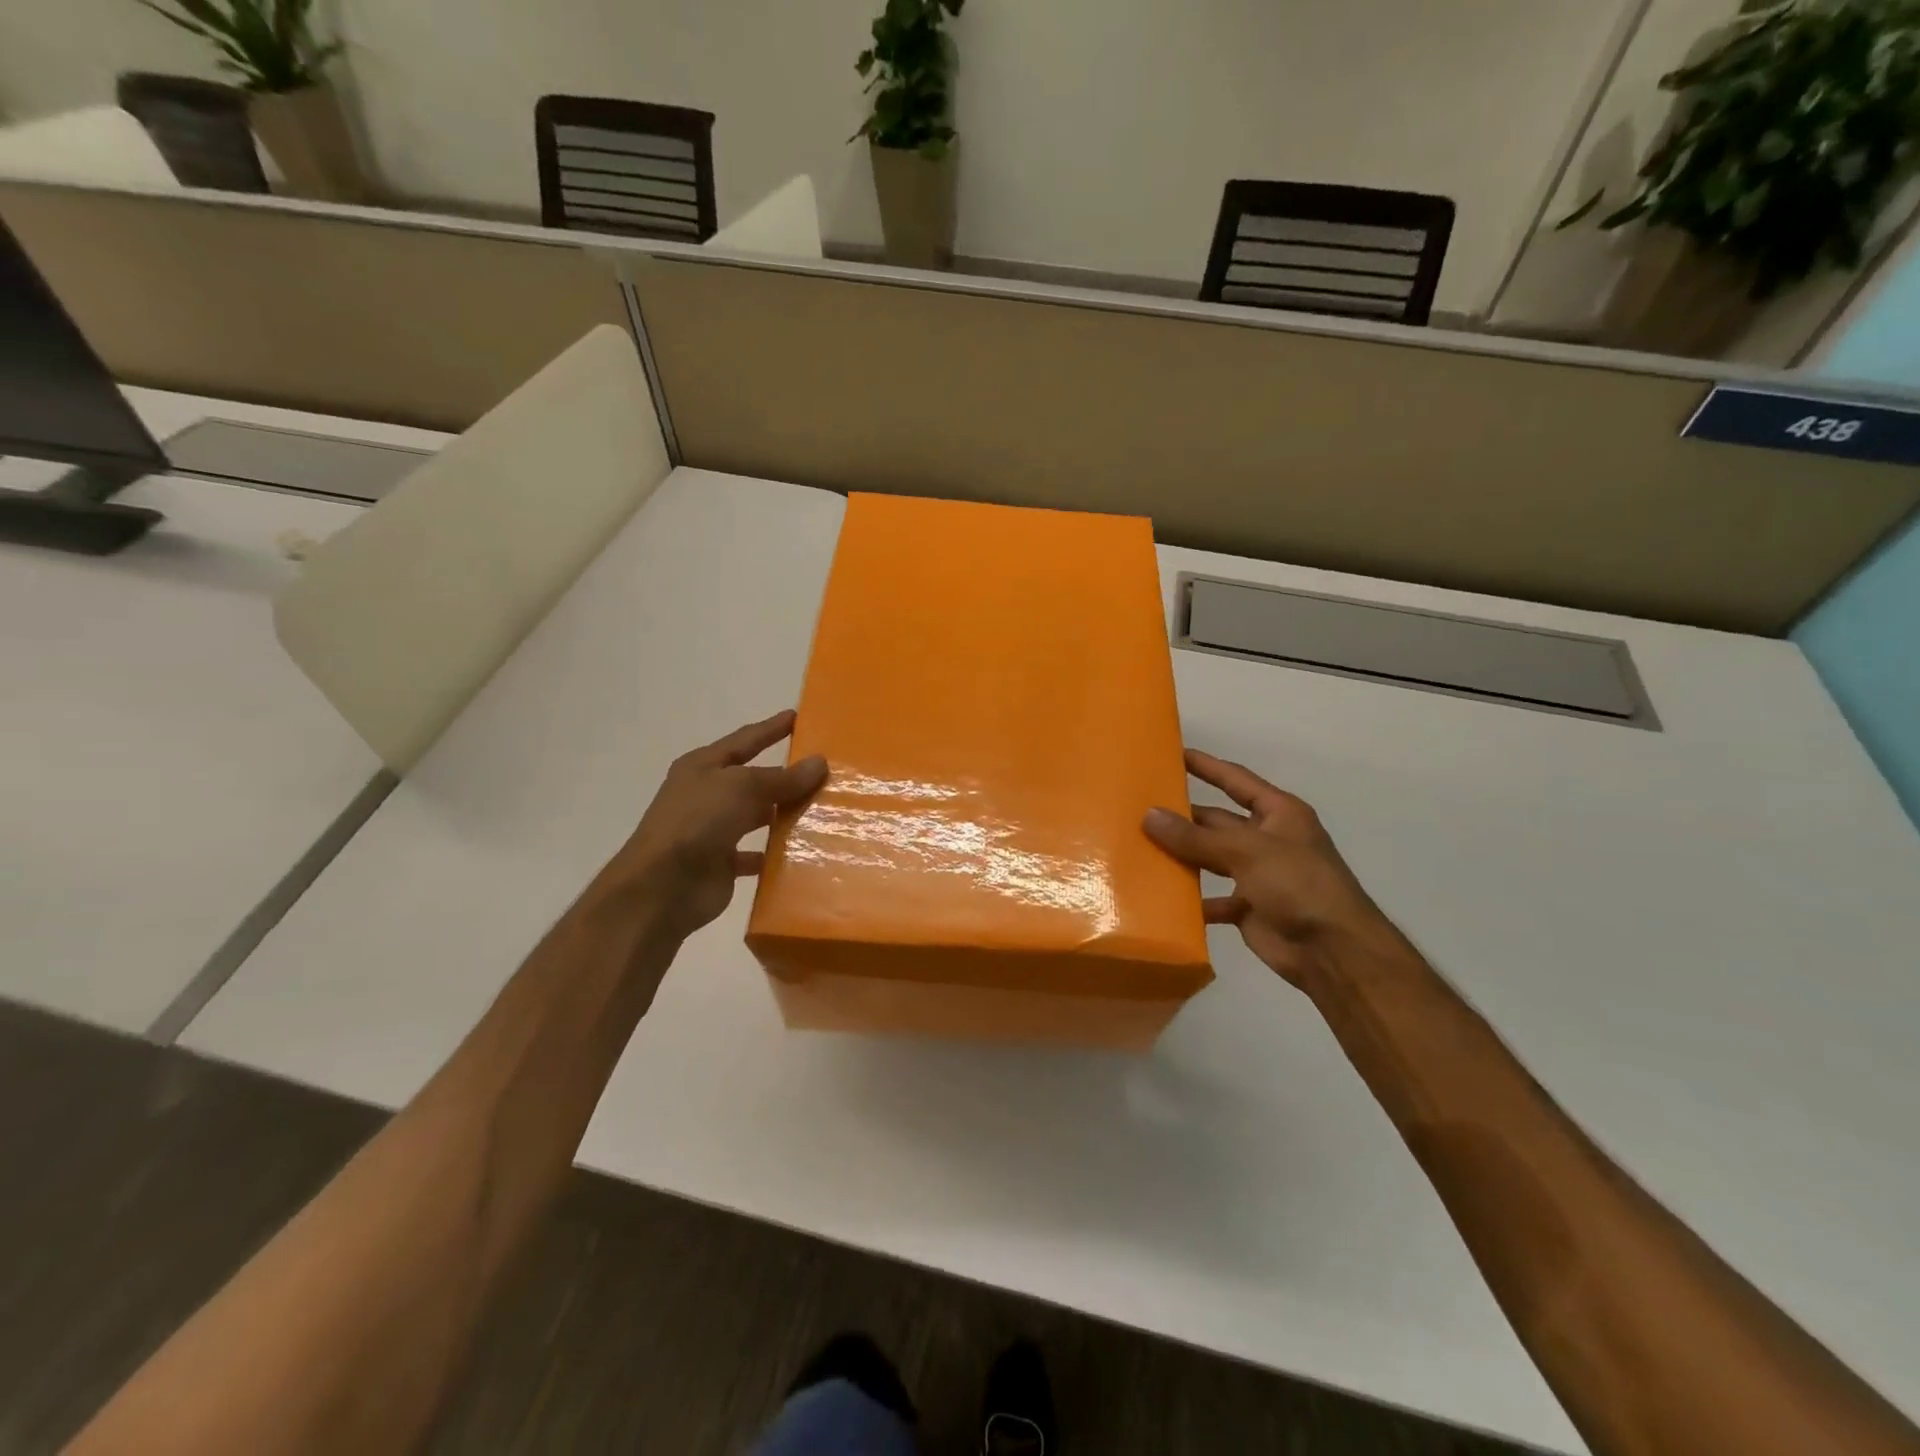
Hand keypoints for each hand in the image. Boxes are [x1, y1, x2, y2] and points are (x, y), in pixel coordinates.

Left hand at [594, 710, 827, 940]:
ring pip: (757, 816)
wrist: (662, 887)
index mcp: (703, 766)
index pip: (744, 740)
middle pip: (754, 779)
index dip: (770, 729)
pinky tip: (803, 852)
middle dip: (785, 775)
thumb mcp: (743, 787)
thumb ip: (783, 778)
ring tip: (823, 809)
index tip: (797, 716)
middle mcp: (707, 794)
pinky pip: (756, 854)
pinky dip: (775, 854)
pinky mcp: (721, 863)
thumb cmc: (698, 821)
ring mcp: (713, 830)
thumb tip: (819, 762)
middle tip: (825, 770)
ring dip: (784, 814)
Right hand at [1144, 749, 1405, 990]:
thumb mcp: (1246, 851)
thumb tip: (1149, 815)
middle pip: (1217, 821)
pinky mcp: (1248, 908)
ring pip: (1211, 858)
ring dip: (1182, 855)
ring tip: (1140, 847)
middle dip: (1183, 816)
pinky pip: (1212, 898)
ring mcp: (1258, 875)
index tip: (1172, 754)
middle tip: (1139, 808)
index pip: (1236, 780)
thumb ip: (1196, 836)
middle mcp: (1268, 839)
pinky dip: (1191, 899)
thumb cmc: (1298, 885)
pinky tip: (1160, 895)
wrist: (1333, 952)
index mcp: (1279, 814)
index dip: (1206, 766)